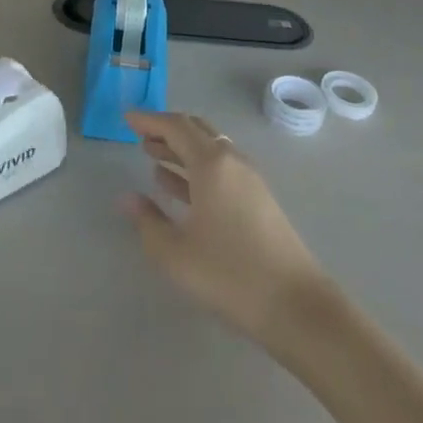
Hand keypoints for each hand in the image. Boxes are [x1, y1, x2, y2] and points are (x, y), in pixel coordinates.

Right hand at [121, 110, 325, 341]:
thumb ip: (148, 221)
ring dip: (181, 150)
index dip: (150, 120)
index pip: (176, 127)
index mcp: (212, 163)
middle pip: (197, 131)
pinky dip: (196, 170)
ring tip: (153, 155)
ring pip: (209, 151)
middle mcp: (232, 161)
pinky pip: (220, 171)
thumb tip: (127, 198)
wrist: (295, 305)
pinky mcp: (258, 201)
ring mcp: (249, 180)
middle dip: (167, 130)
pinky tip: (178, 186)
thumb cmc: (229, 274)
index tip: (127, 118)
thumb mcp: (175, 253)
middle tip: (140, 135)